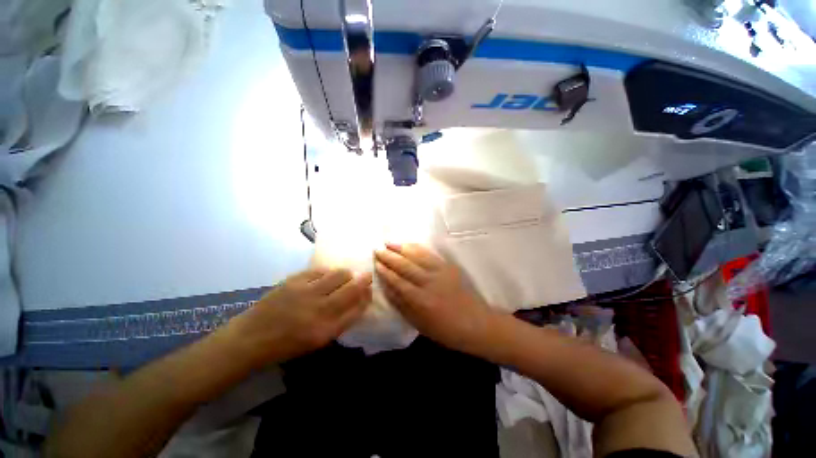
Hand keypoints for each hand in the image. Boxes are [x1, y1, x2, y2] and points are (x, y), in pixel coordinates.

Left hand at [228, 268, 371, 364]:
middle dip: (364, 280)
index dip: (367, 297)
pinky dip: (327, 273)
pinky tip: (324, 278)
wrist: (250, 338)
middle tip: (366, 276)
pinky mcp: (294, 280)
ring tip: (345, 277)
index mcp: (326, 330)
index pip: (358, 309)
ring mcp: (306, 292)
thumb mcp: (318, 341)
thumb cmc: (287, 345)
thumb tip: (359, 301)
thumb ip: (341, 321)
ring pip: (339, 274)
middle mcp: (319, 309)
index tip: (370, 290)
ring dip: (347, 274)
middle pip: (352, 288)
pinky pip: (321, 270)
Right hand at [375, 243, 493, 351]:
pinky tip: (409, 245)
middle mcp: (428, 282)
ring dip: (401, 249)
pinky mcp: (448, 267)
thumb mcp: (418, 323)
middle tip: (377, 250)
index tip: (376, 263)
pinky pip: (429, 254)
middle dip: (389, 257)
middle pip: (405, 266)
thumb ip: (401, 305)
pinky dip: (417, 248)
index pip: (397, 281)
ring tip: (388, 243)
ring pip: (416, 256)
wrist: (475, 323)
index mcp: (420, 300)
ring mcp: (439, 272)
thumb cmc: (444, 329)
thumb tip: (386, 288)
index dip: (385, 271)